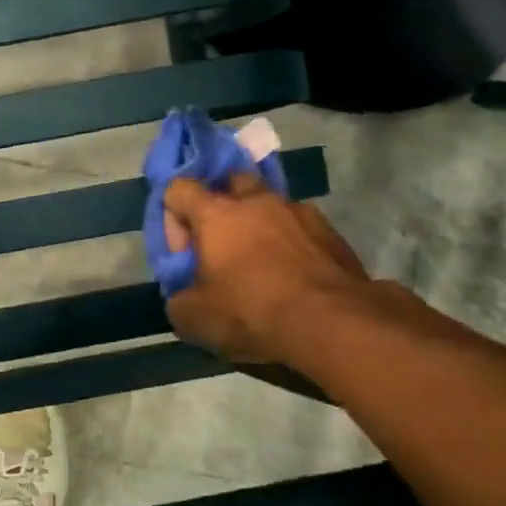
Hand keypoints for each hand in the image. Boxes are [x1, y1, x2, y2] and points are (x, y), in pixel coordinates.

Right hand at [163, 171, 370, 368]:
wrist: (332, 324)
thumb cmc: (251, 312)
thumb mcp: (193, 318)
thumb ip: (179, 296)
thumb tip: (184, 293)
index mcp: (215, 214)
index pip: (179, 188)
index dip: (173, 215)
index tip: (183, 250)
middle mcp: (256, 200)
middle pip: (229, 181)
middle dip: (221, 205)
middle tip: (221, 243)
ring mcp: (298, 211)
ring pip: (269, 203)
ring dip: (259, 223)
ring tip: (262, 261)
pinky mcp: (330, 231)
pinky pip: (300, 226)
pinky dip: (291, 241)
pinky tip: (294, 273)